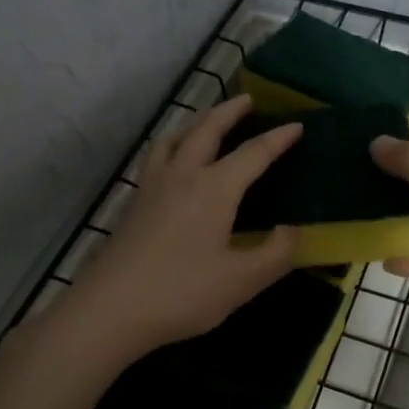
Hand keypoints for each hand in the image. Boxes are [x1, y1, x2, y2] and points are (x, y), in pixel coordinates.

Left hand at [64, 96, 301, 362]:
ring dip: (197, 122)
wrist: (111, 308)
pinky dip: (174, 143)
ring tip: (209, 121)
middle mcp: (183, 175)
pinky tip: (173, 161)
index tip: (297, 126)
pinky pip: (158, 156)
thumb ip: (276, 254)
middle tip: (248, 100)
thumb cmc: (182, 293)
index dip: (278, 139)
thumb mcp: (242, 281)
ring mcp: (153, 186)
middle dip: (230, 111)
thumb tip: (292, 231)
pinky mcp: (134, 202)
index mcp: (214, 188)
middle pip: (207, 129)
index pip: (253, 153)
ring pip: (176, 137)